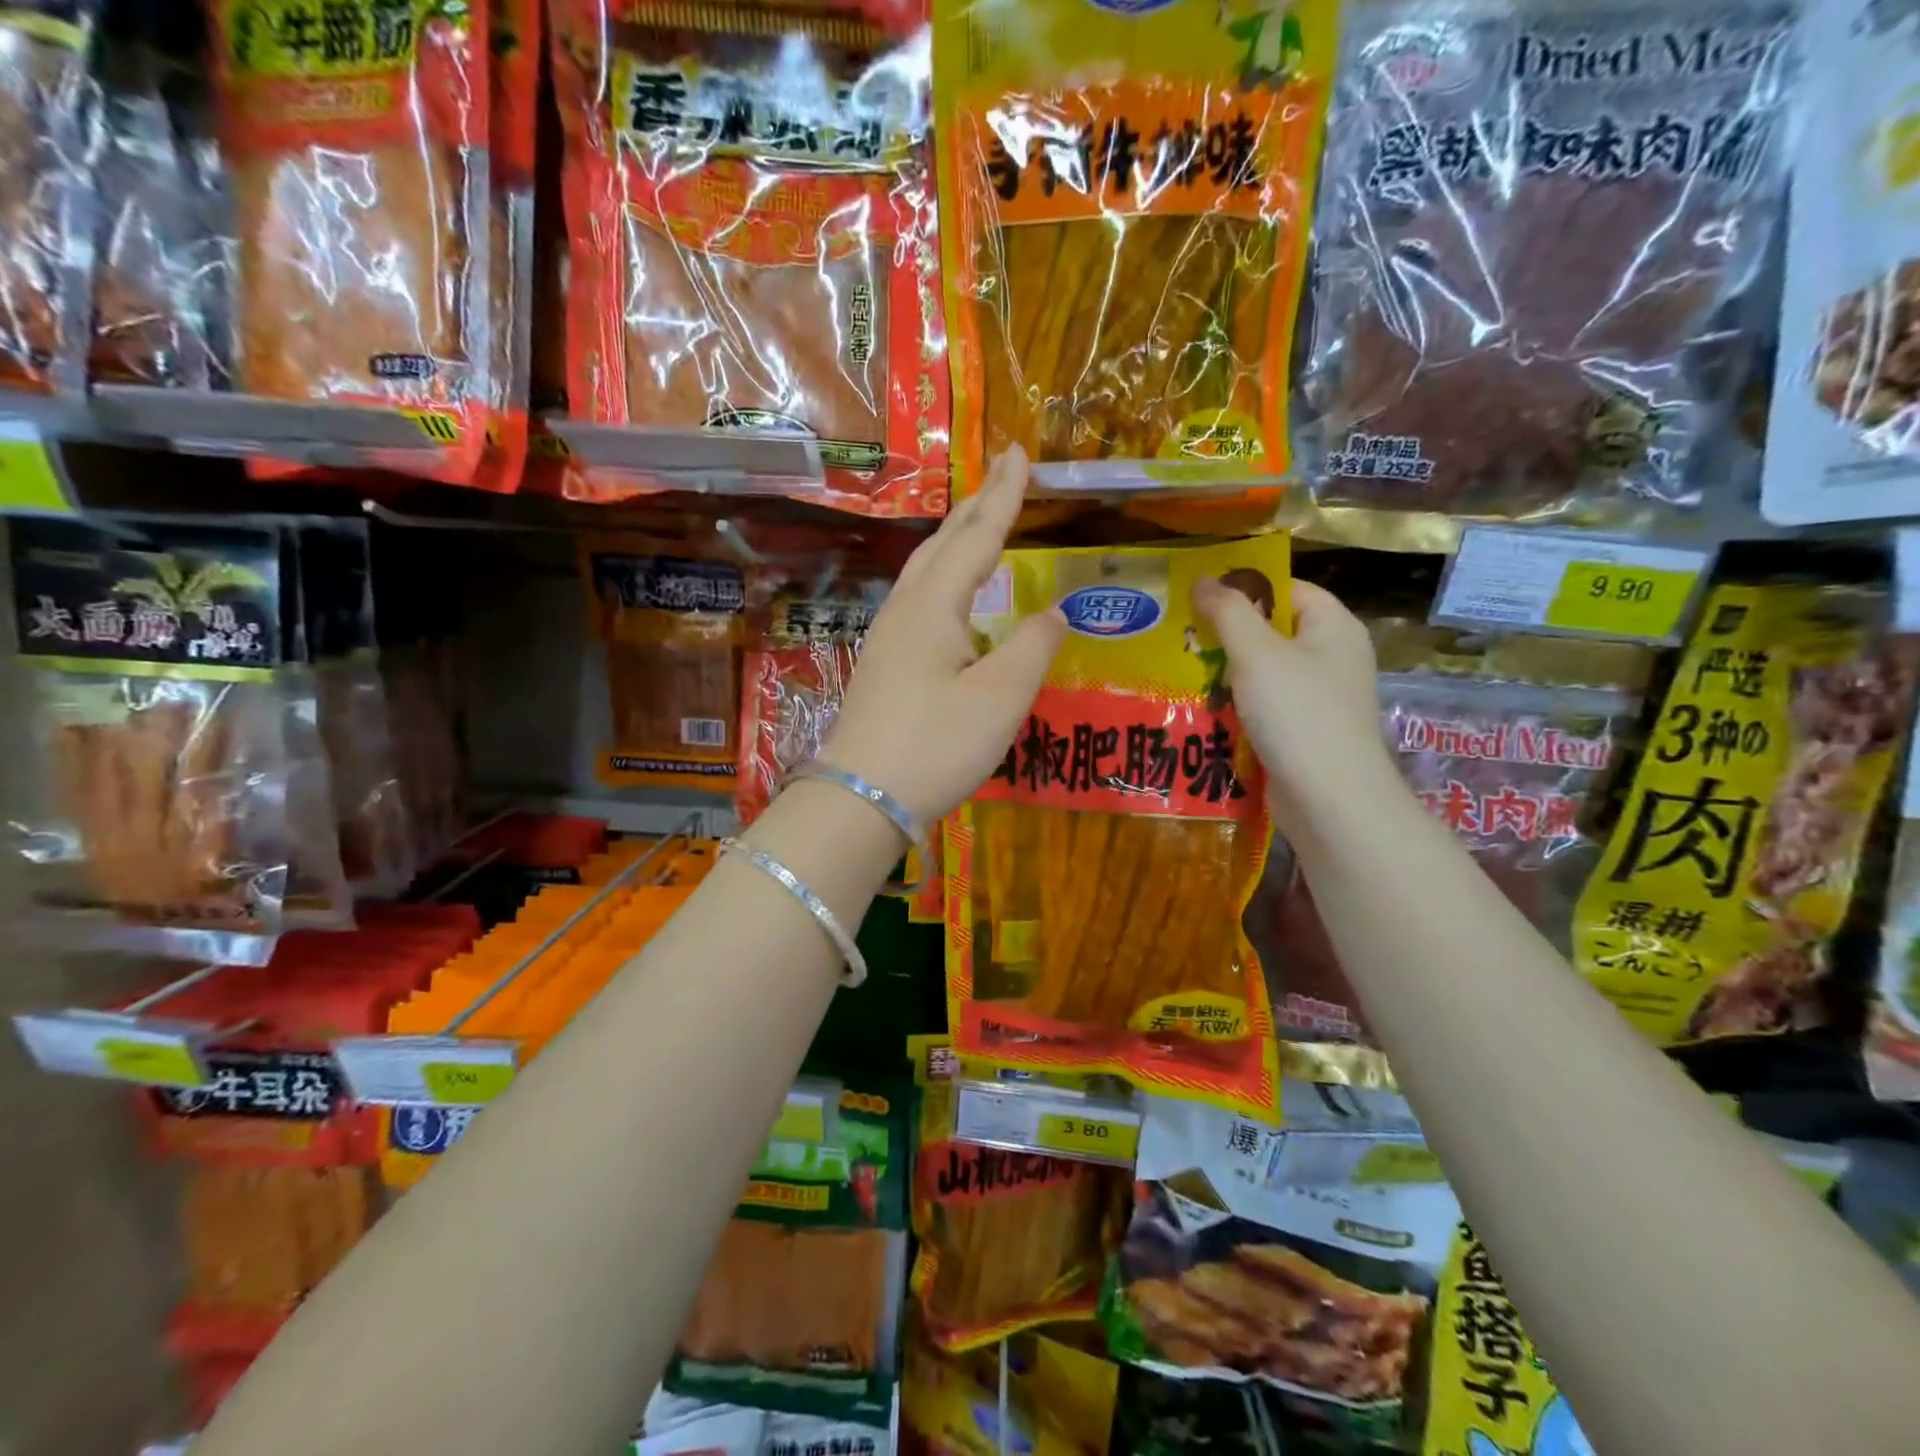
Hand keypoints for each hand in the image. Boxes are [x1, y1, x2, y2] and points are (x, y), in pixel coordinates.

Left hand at [820, 447, 1065, 826]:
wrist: (862, 797)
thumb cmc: (937, 744)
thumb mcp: (1001, 696)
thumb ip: (1034, 646)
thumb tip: (1053, 613)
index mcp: (935, 605)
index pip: (977, 536)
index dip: (1003, 495)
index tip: (1018, 452)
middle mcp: (907, 609)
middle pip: (943, 544)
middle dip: (975, 508)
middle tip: (1002, 477)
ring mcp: (888, 637)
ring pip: (926, 571)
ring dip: (955, 541)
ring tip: (979, 524)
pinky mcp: (884, 665)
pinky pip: (919, 600)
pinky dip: (944, 578)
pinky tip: (951, 596)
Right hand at [1191, 576, 1395, 835]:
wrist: (1330, 798)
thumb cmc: (1297, 713)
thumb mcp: (1257, 653)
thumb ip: (1228, 612)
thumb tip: (1203, 579)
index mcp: (1333, 626)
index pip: (1286, 589)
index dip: (1243, 588)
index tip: (1197, 597)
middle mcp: (1332, 657)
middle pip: (1272, 631)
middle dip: (1226, 634)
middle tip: (1179, 635)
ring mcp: (1319, 697)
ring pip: (1263, 672)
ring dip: (1224, 673)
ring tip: (1179, 671)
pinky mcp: (1304, 732)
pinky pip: (1264, 706)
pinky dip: (1235, 706)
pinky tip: (1201, 710)